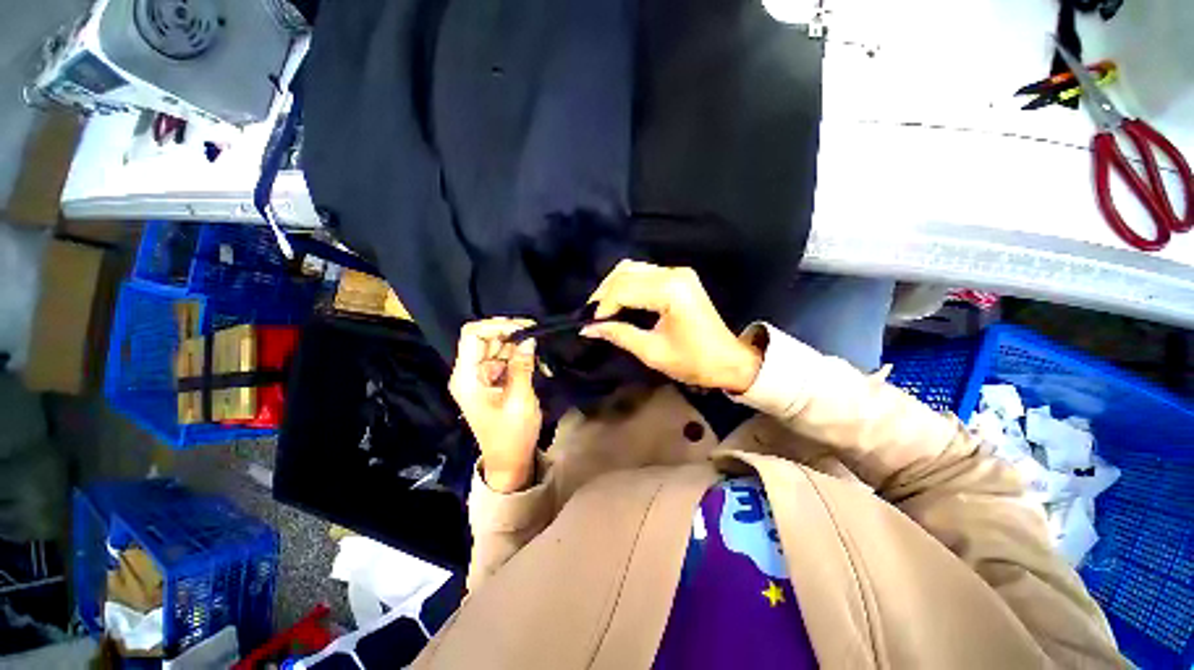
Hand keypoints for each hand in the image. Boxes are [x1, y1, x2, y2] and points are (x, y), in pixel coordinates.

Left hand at [448, 318, 542, 492]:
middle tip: (538, 336)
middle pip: (485, 338)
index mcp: (466, 377)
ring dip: (518, 345)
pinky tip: (536, 362)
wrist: (510, 461)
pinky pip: (504, 359)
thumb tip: (529, 338)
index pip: (473, 335)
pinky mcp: (492, 381)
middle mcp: (469, 372)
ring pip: (497, 346)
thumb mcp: (519, 399)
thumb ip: (522, 366)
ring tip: (540, 352)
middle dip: (511, 333)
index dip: (497, 325)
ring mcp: (480, 376)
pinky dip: (520, 357)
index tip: (524, 328)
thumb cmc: (512, 434)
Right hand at [582, 260, 761, 393]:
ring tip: (602, 308)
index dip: (602, 306)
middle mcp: (674, 273)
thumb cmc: (693, 361)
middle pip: (626, 273)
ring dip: (614, 286)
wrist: (729, 360)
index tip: (589, 324)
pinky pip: (644, 273)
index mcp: (670, 291)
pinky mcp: (680, 277)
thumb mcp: (652, 352)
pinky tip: (619, 300)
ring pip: (633, 268)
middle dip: (604, 293)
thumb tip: (588, 328)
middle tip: (591, 316)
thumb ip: (619, 334)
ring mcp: (678, 272)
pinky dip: (627, 284)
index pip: (623, 289)